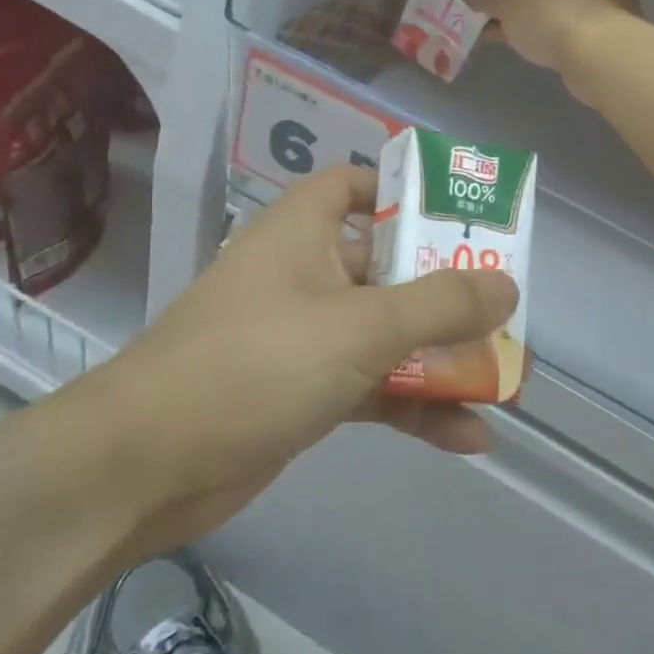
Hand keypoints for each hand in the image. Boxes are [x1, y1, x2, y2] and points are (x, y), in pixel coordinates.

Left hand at [53, 165, 518, 552]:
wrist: (145, 468)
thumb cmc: (256, 363)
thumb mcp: (362, 326)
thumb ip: (440, 304)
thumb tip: (508, 286)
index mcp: (304, 231)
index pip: (353, 185)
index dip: (403, 191)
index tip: (458, 216)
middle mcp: (305, 274)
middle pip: (388, 265)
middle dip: (448, 290)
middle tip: (505, 307)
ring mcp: (305, 337)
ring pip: (387, 333)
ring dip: (441, 355)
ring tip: (506, 377)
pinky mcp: (305, 392)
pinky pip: (374, 385)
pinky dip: (416, 406)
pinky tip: (469, 437)